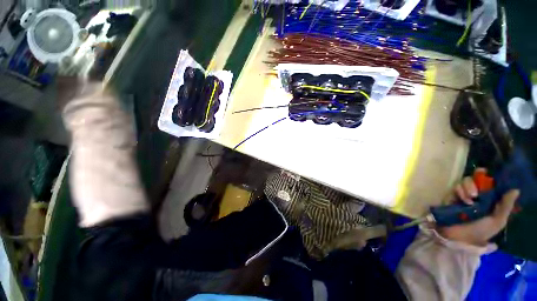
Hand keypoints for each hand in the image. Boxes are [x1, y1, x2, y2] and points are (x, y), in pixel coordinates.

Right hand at [437, 168, 519, 246]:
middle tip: (476, 193)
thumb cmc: (479, 231)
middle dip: (476, 183)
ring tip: (470, 198)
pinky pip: (456, 187)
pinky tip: (462, 200)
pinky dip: (460, 191)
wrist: (457, 236)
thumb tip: (515, 190)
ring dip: (468, 187)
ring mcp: (464, 195)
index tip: (491, 180)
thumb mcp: (497, 221)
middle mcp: (478, 195)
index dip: (491, 179)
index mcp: (491, 201)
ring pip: (466, 181)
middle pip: (477, 179)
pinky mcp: (452, 195)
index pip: (492, 184)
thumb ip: (506, 206)